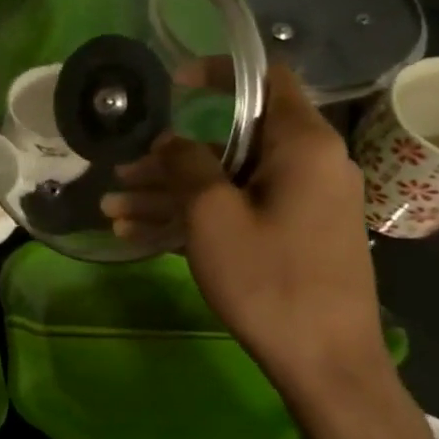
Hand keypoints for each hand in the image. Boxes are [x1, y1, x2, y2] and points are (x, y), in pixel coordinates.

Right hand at [100, 63, 408, 431]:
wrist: (326, 363)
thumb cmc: (270, 280)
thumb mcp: (214, 217)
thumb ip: (187, 166)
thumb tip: (171, 141)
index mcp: (303, 146)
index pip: (266, 81)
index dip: (219, 74)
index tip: (173, 84)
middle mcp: (309, 165)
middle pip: (233, 142)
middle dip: (170, 158)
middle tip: (121, 171)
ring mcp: (301, 204)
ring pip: (227, 182)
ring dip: (170, 194)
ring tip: (113, 209)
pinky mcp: (292, 236)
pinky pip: (238, 212)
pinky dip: (195, 218)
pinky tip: (139, 234)